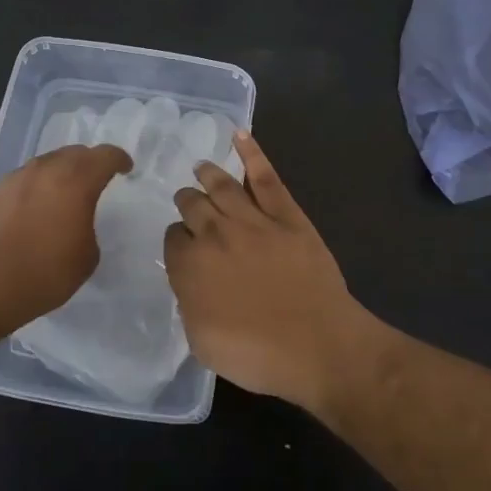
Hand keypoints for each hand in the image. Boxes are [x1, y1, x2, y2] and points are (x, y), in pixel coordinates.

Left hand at [0, 144, 131, 334]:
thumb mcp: (86, 258)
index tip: (126, 169)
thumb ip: (89, 228)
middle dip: (90, 162)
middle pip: (75, 152)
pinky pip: (26, 178)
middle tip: (98, 179)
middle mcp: (46, 170)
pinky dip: (39, 185)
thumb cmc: (43, 273)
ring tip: (67, 193)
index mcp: (76, 181)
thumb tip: (78, 223)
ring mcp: (17, 178)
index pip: (105, 156)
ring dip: (62, 172)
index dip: (119, 160)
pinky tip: (37, 208)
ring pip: (48, 162)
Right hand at [163, 131, 369, 409]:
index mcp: (189, 265)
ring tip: (201, 166)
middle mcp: (215, 234)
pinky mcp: (287, 215)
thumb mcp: (202, 341)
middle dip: (187, 201)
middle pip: (192, 205)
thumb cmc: (256, 355)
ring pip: (222, 185)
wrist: (317, 346)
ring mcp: (253, 219)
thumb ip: (189, 303)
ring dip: (208, 173)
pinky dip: (252, 153)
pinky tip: (240, 136)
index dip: (177, 240)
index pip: (173, 239)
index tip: (182, 245)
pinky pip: (266, 177)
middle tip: (187, 200)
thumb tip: (191, 282)